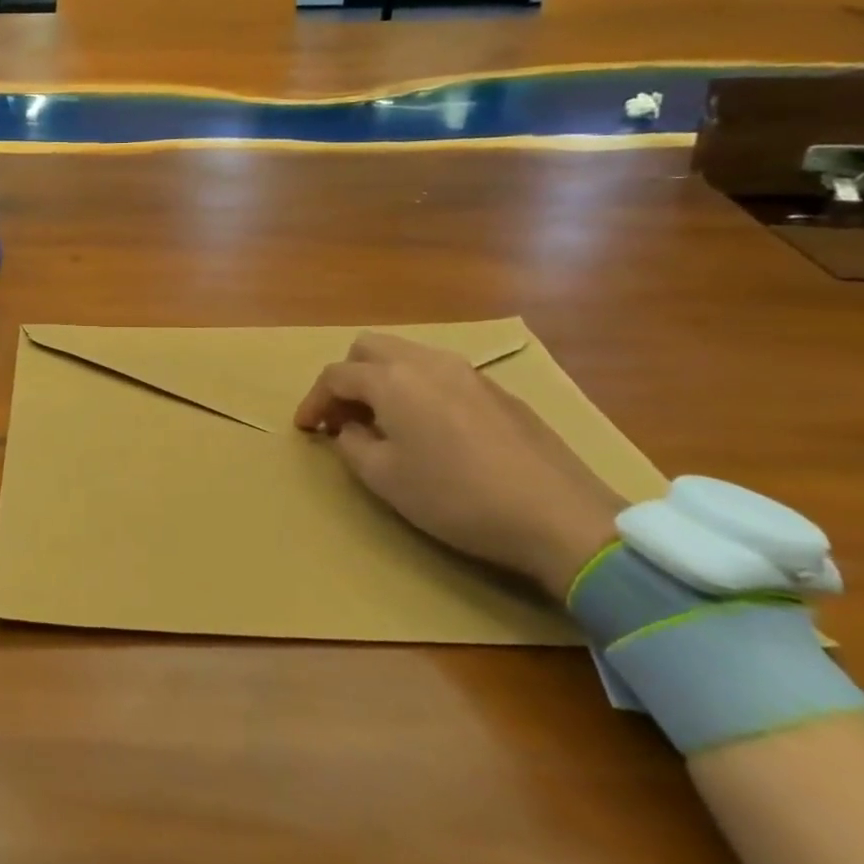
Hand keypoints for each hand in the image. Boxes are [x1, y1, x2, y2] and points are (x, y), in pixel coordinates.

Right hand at [293, 332, 623, 599]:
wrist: (558, 515)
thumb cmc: (456, 497)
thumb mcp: (384, 478)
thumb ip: (352, 445)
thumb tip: (349, 428)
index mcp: (392, 380)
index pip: (335, 376)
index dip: (313, 401)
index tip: (305, 428)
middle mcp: (426, 362)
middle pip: (368, 348)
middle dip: (346, 378)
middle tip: (342, 417)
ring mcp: (467, 372)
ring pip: (406, 355)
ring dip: (381, 379)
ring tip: (381, 421)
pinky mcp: (496, 390)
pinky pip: (438, 373)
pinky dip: (415, 388)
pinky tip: (427, 427)